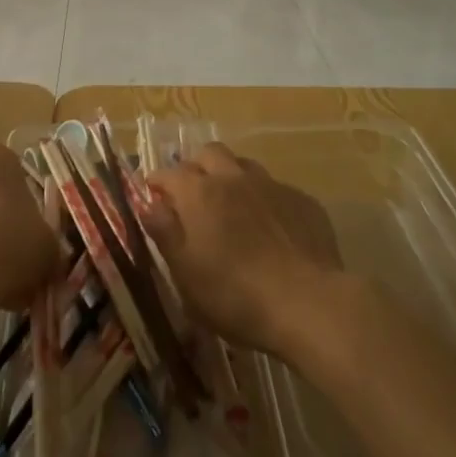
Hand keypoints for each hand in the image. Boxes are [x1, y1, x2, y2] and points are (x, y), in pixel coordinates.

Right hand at [137, 143, 343, 357]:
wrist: (307, 303)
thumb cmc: (234, 296)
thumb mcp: (186, 274)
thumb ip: (165, 233)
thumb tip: (148, 204)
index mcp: (199, 194)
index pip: (169, 173)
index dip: (158, 182)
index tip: (154, 194)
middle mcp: (233, 178)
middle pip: (209, 153)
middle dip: (196, 167)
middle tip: (192, 194)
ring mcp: (271, 185)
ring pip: (244, 165)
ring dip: (231, 177)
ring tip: (231, 205)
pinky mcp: (302, 200)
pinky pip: (275, 188)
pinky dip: (263, 199)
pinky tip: (269, 226)